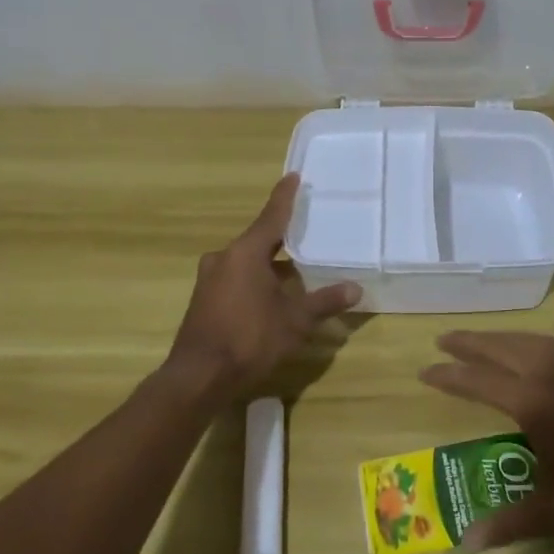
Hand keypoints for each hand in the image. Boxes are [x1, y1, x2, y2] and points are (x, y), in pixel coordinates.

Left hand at [168, 174, 360, 397]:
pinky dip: (256, 280)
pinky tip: (272, 296)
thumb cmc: (249, 339)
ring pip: (247, 262)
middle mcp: (224, 258)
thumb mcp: (294, 321)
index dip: (285, 197)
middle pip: (258, 240)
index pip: (272, 217)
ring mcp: (210, 279)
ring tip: (297, 270)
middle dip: (282, 238)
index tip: (294, 176)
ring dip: (270, 264)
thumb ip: (324, 302)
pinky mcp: (204, 300)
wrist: (198, 377)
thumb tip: (355, 289)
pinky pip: (236, 278)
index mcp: (245, 253)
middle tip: (306, 232)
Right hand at [420, 331, 553, 550]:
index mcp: (529, 402)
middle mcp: (543, 371)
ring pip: (518, 339)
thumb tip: (466, 543)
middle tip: (440, 341)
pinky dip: (518, 338)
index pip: (476, 381)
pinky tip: (518, 346)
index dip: (448, 376)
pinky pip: (540, 340)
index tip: (425, 371)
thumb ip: (509, 523)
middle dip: (465, 343)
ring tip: (472, 340)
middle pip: (495, 348)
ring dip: (491, 337)